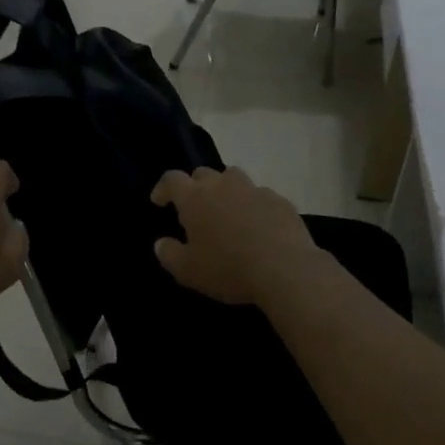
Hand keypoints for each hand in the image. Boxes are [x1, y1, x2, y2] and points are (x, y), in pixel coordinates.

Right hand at [150, 167, 321, 307]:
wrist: (285, 269)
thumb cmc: (228, 269)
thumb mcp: (188, 271)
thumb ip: (169, 254)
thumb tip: (160, 243)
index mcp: (195, 198)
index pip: (172, 179)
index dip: (163, 188)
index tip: (159, 201)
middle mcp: (223, 185)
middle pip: (203, 173)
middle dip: (194, 186)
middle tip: (194, 207)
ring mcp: (254, 189)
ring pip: (234, 177)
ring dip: (225, 189)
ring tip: (226, 210)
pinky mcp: (279, 200)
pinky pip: (260, 195)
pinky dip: (252, 204)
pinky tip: (257, 224)